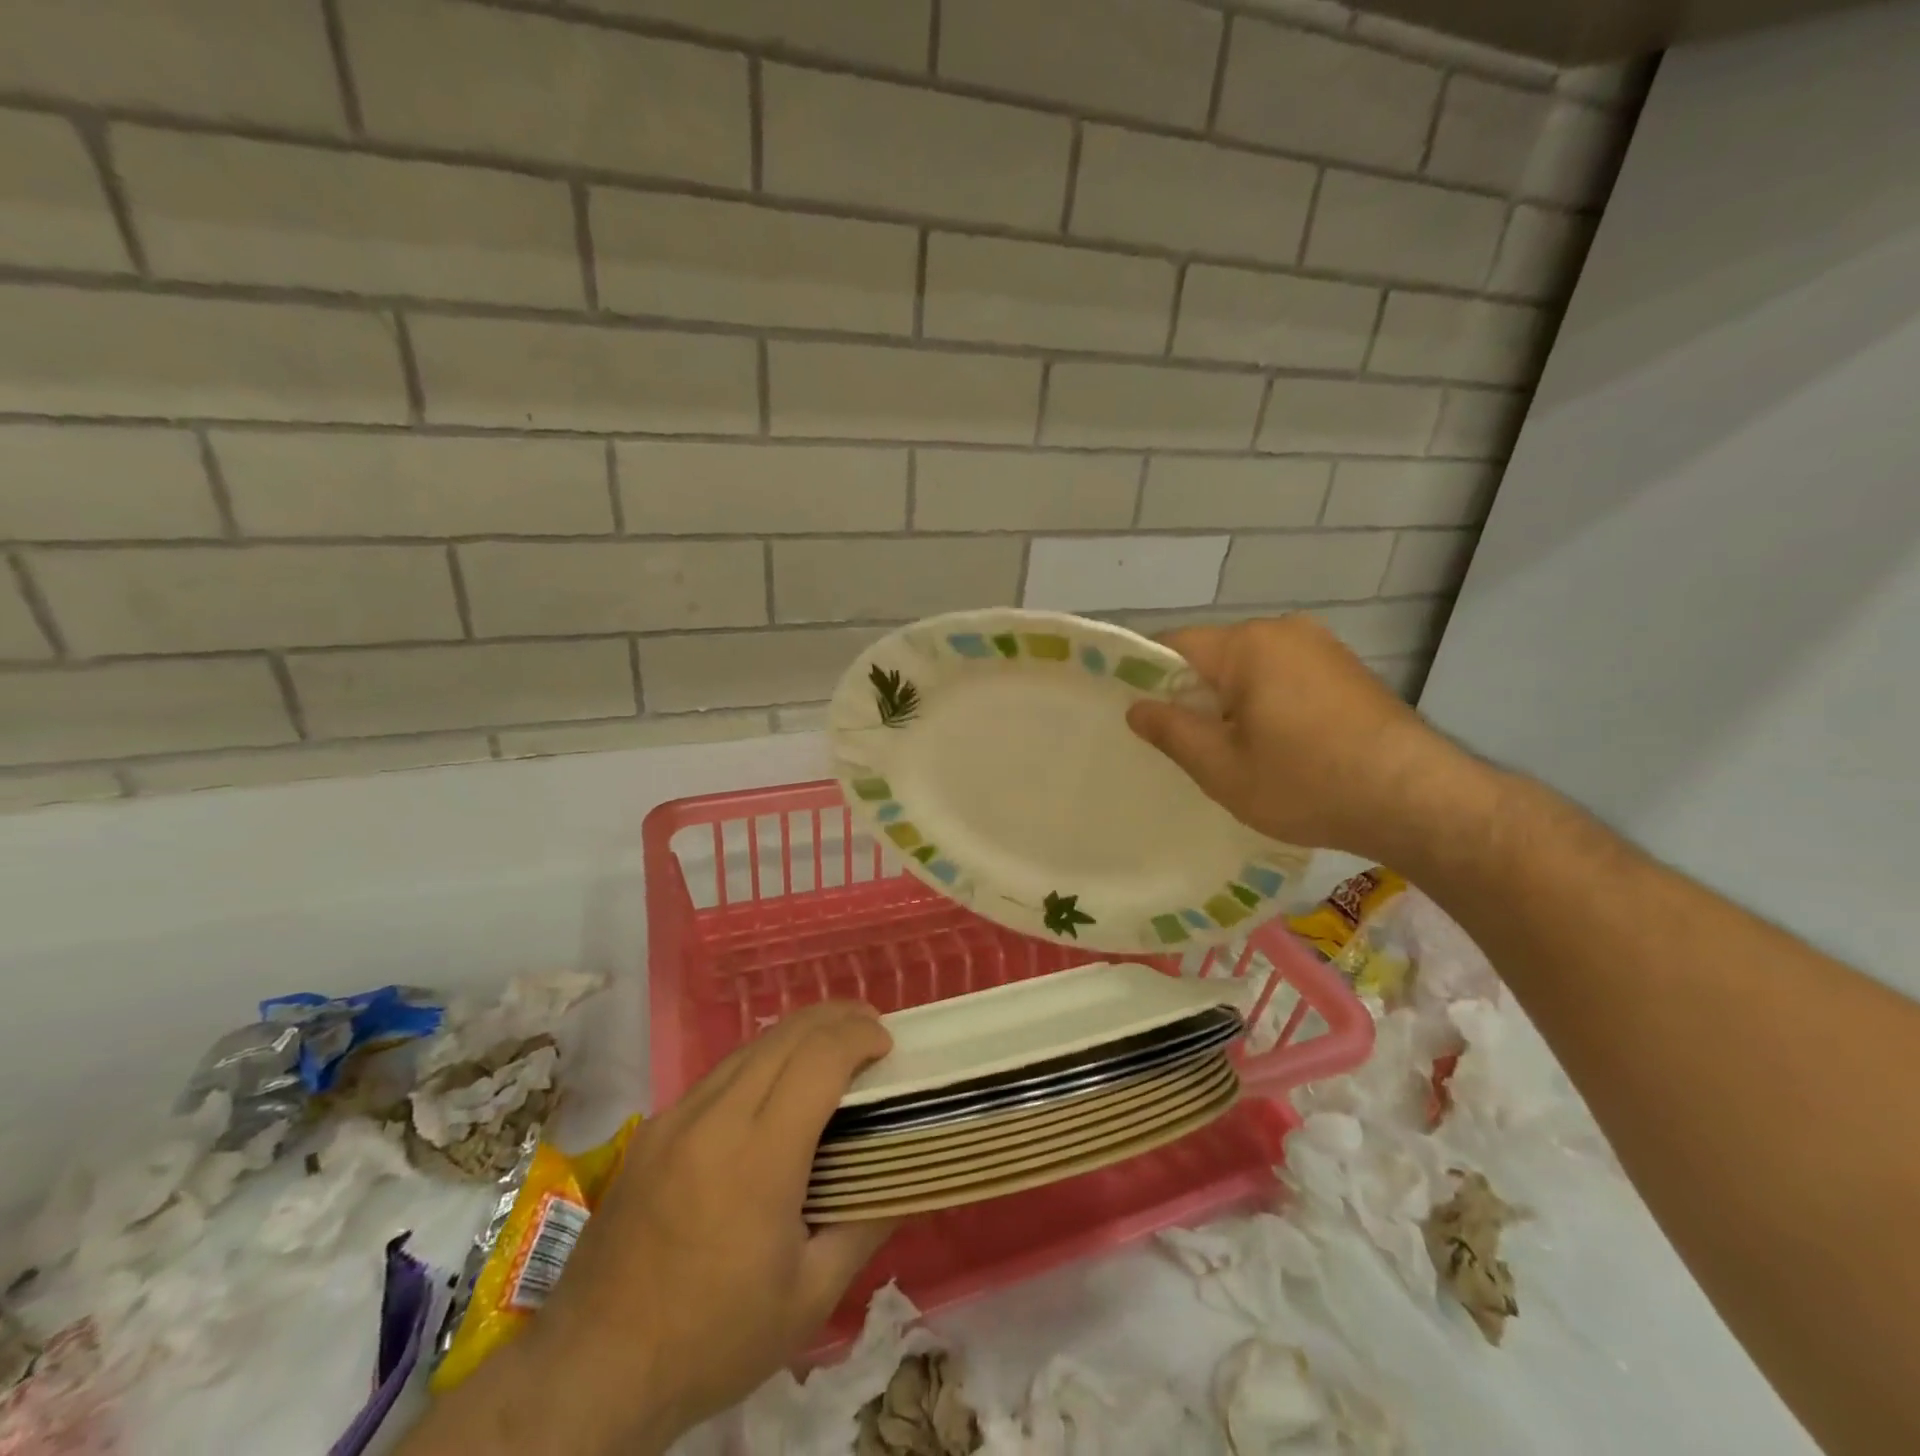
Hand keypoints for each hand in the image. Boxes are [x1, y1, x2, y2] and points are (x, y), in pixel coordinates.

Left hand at [404, 1002, 895, 1455]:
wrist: (590, 1372)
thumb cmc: (712, 1340)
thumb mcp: (808, 1299)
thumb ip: (864, 1227)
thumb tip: (905, 1181)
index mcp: (760, 1157)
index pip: (820, 1059)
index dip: (860, 1037)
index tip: (889, 1045)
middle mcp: (716, 1118)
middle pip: (787, 1034)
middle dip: (837, 1018)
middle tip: (872, 1031)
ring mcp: (677, 1117)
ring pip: (751, 1046)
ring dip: (800, 1034)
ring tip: (832, 1049)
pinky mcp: (653, 1128)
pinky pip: (720, 1073)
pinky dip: (762, 1060)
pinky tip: (775, 1088)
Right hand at [1126, 615, 1479, 865]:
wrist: (1417, 800)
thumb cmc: (1306, 782)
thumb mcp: (1221, 767)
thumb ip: (1170, 730)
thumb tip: (1137, 707)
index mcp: (1248, 644)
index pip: (1172, 645)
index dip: (1145, 676)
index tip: (1136, 714)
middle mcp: (1284, 630)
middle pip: (1212, 655)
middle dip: (1191, 694)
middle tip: (1185, 745)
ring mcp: (1322, 647)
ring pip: (1249, 668)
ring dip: (1230, 701)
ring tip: (1232, 751)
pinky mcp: (1347, 669)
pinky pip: (1284, 676)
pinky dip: (1266, 703)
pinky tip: (1277, 745)